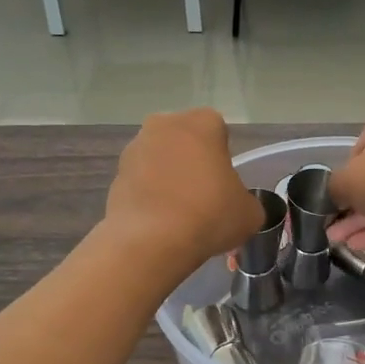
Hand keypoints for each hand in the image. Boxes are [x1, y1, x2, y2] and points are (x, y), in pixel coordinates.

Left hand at [104, 109, 263, 275]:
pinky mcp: (115, 175)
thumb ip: (245, 201)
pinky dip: (149, 196)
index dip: (223, 158)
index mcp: (202, 122)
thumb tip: (236, 207)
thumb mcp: (249, 213)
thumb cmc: (209, 215)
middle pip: (185, 141)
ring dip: (168, 179)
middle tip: (203, 197)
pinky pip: (140, 182)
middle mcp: (165, 125)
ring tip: (180, 215)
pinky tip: (160, 223)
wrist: (152, 241)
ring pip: (160, 160)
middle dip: (192, 163)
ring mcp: (135, 149)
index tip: (224, 184)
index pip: (218, 131)